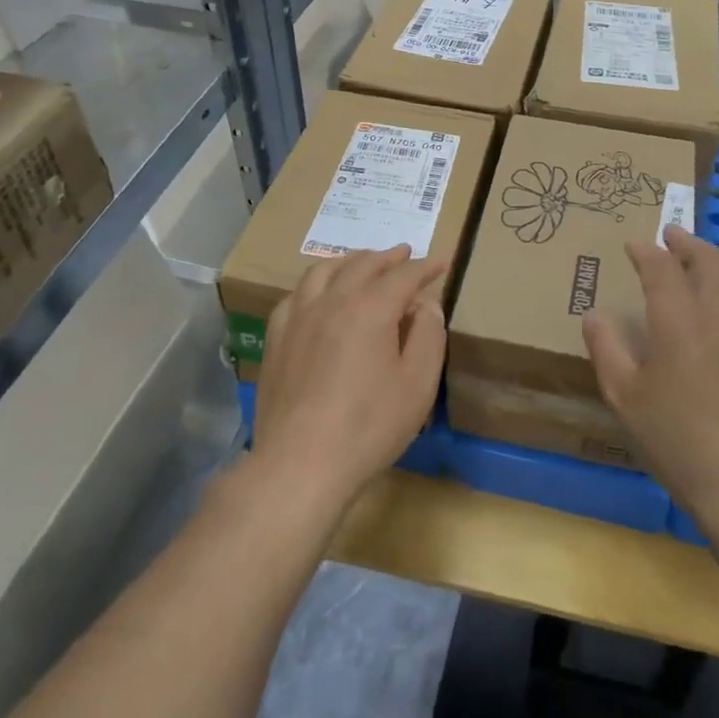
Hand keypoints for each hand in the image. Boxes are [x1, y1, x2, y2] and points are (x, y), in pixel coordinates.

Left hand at [251, 246, 446, 512]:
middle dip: (388, 257)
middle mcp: (332, 301)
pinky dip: (314, 284)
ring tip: (362, 262)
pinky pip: (295, 295)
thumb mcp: (418, 384)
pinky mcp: (277, 339)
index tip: (442, 262)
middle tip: (404, 254)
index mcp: (370, 308)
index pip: (403, 275)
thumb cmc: (369, 425)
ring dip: (349, 261)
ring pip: (323, 271)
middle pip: (362, 265)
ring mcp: (298, 318)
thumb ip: (428, 336)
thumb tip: (426, 305)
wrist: (301, 463)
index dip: (425, 267)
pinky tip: (318, 295)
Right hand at [583, 228, 718, 536]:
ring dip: (715, 263)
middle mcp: (718, 317)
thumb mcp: (624, 397)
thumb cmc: (675, 437)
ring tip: (700, 262)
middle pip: (710, 263)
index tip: (635, 244)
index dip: (647, 252)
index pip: (662, 268)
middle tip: (673, 235)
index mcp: (678, 321)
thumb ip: (607, 349)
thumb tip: (594, 315)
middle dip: (690, 244)